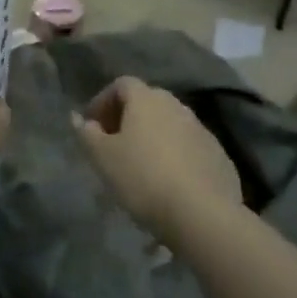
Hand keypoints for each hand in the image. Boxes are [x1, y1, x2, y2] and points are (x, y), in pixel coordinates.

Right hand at [75, 77, 245, 247]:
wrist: (202, 213)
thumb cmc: (143, 177)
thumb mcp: (102, 157)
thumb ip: (87, 134)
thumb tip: (78, 118)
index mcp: (146, 100)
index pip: (121, 84)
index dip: (102, 101)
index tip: (92, 126)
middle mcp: (176, 105)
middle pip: (147, 102)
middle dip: (127, 117)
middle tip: (113, 143)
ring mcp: (201, 129)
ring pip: (169, 124)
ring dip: (152, 136)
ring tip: (139, 164)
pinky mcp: (218, 155)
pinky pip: (188, 146)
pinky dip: (173, 154)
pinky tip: (167, 180)